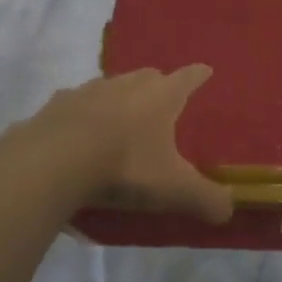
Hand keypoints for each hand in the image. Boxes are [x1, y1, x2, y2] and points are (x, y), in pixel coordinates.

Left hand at [27, 66, 232, 223]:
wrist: (54, 161)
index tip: (205, 71)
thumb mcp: (174, 189)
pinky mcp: (55, 105)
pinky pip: (75, 105)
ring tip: (120, 121)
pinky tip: (79, 135)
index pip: (188, 77)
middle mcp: (126, 84)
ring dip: (118, 98)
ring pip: (110, 86)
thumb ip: (206, 199)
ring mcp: (87, 90)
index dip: (199, 75)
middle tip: (162, 104)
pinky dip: (82, 115)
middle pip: (148, 76)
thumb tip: (228, 210)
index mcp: (160, 96)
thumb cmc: (125, 166)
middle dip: (157, 86)